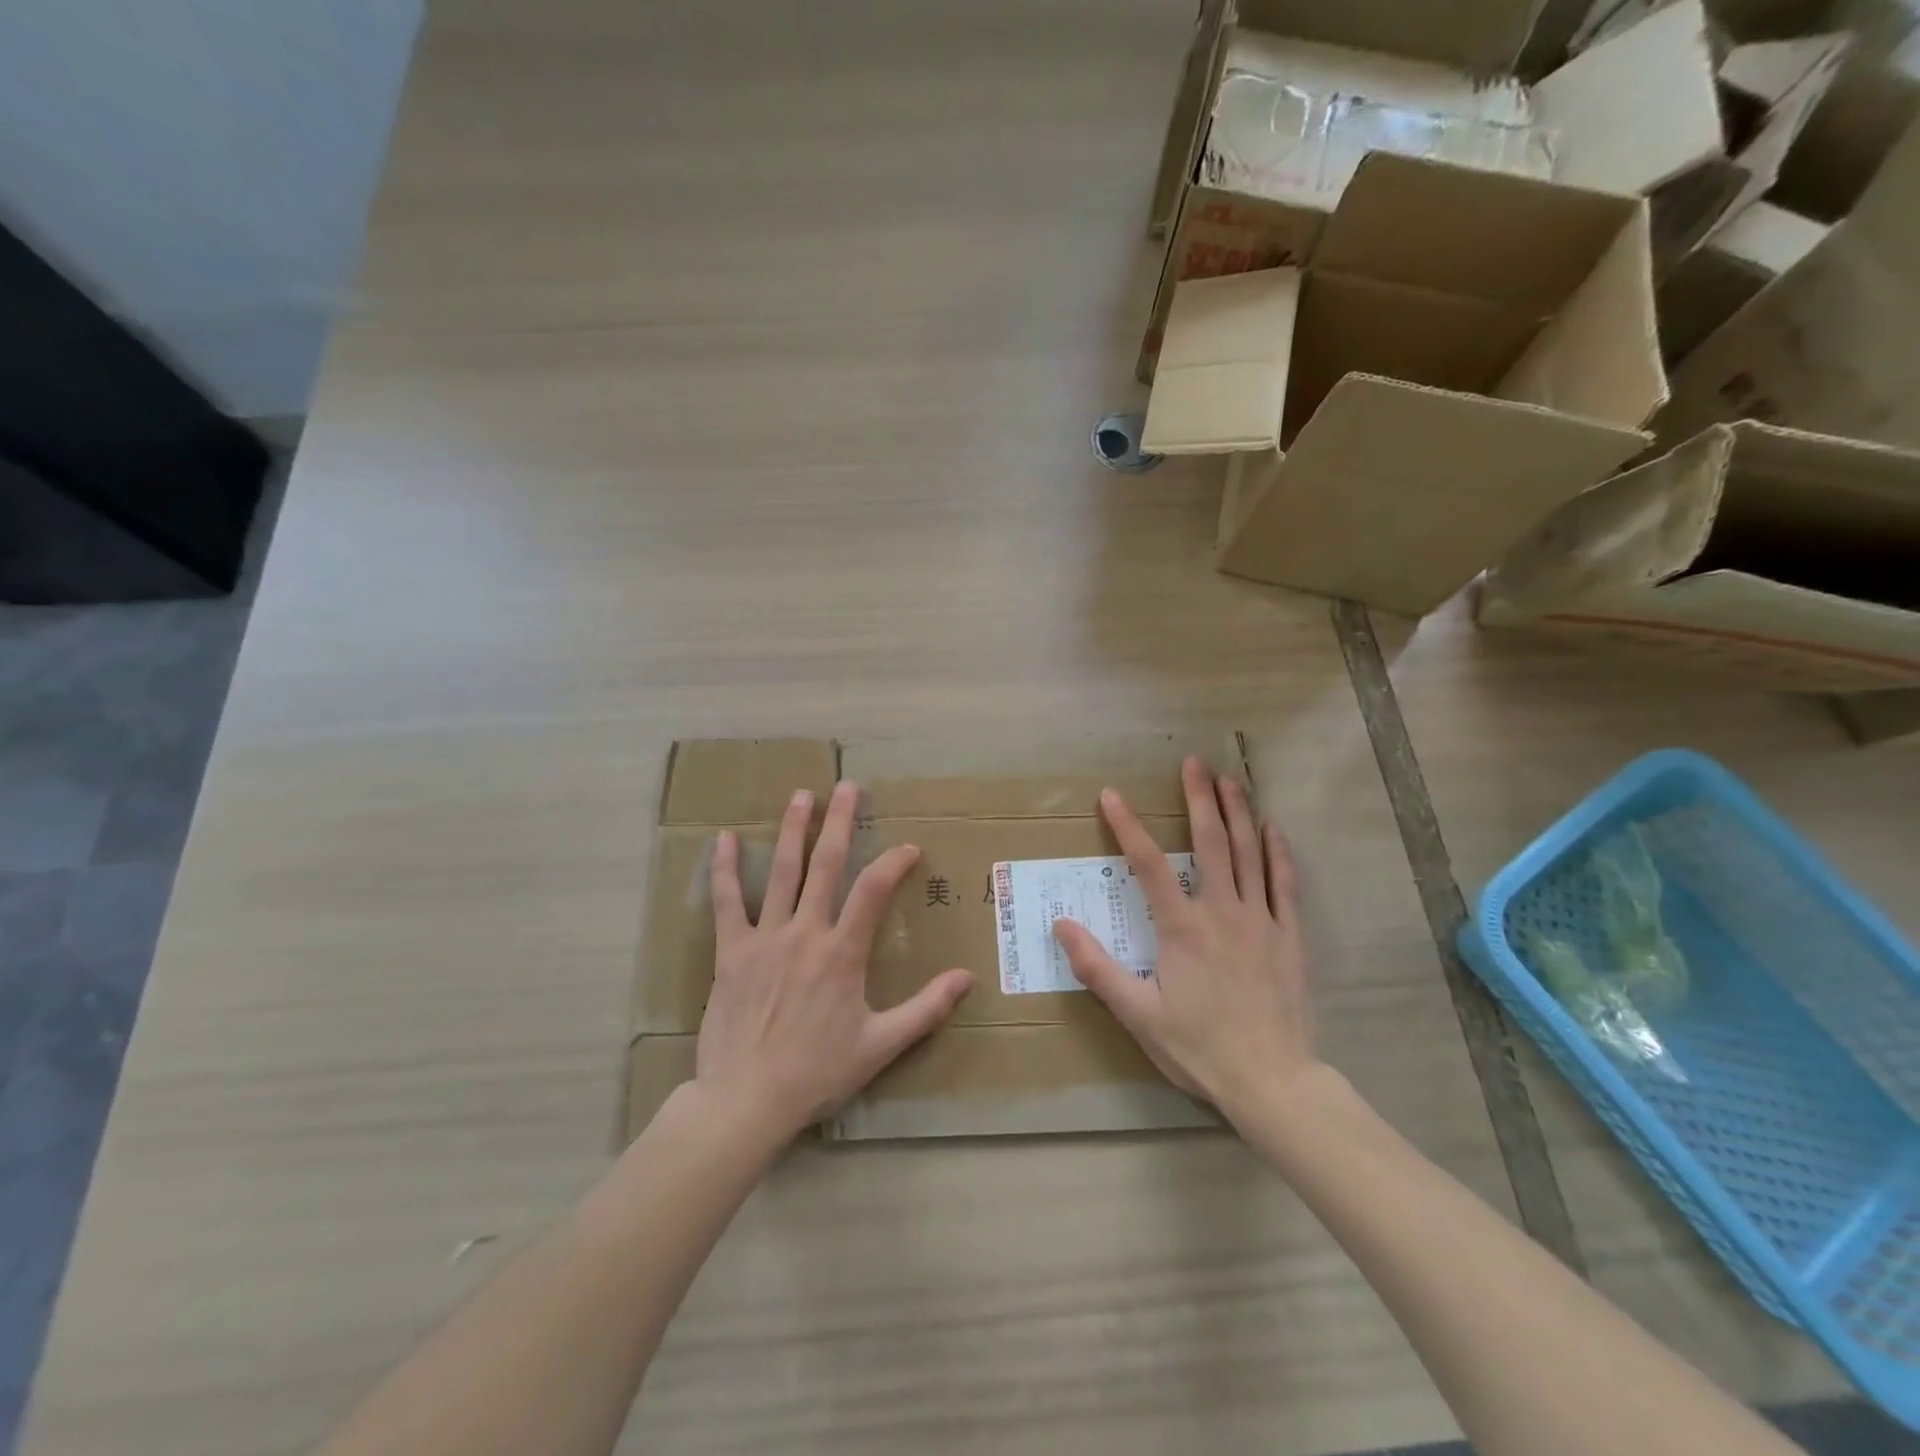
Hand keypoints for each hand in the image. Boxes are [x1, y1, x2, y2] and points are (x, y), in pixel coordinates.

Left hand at [697, 781, 972, 1140]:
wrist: (747, 1099)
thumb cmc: (817, 1072)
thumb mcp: (880, 1046)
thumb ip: (925, 1009)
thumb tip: (967, 978)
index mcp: (842, 953)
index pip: (873, 891)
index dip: (893, 862)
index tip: (908, 847)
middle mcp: (805, 933)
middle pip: (825, 865)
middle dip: (839, 822)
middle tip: (847, 787)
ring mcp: (765, 938)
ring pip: (781, 872)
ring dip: (793, 831)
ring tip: (802, 796)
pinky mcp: (730, 952)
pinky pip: (726, 902)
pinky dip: (724, 869)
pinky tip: (723, 838)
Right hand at [1052, 757, 1317, 1123]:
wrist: (1274, 1082)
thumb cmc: (1200, 1047)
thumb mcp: (1138, 1014)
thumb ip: (1098, 968)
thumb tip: (1062, 925)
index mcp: (1182, 927)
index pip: (1149, 864)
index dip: (1128, 826)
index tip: (1111, 795)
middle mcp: (1222, 911)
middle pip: (1210, 843)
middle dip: (1199, 798)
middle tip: (1193, 762)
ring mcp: (1261, 920)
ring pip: (1250, 854)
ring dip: (1239, 812)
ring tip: (1231, 779)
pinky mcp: (1290, 936)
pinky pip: (1285, 884)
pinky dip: (1279, 853)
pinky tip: (1273, 828)